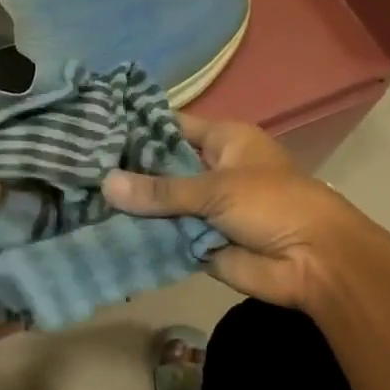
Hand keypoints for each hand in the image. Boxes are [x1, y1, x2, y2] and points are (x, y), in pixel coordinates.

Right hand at [101, 114, 389, 313]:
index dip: (135, 127)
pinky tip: (97, 227)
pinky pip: (162, 233)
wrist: (314, 263)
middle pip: (158, 165)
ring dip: (128, 204)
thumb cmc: (273, 205)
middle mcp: (209, 169)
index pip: (169, 126)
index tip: (91, 127)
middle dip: (124, 168)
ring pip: (157, 202)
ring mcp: (202, 206)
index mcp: (222, 141)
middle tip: (75, 164)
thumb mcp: (216, 188)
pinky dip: (139, 233)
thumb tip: (105, 184)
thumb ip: (160, 190)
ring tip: (77, 194)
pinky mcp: (196, 240)